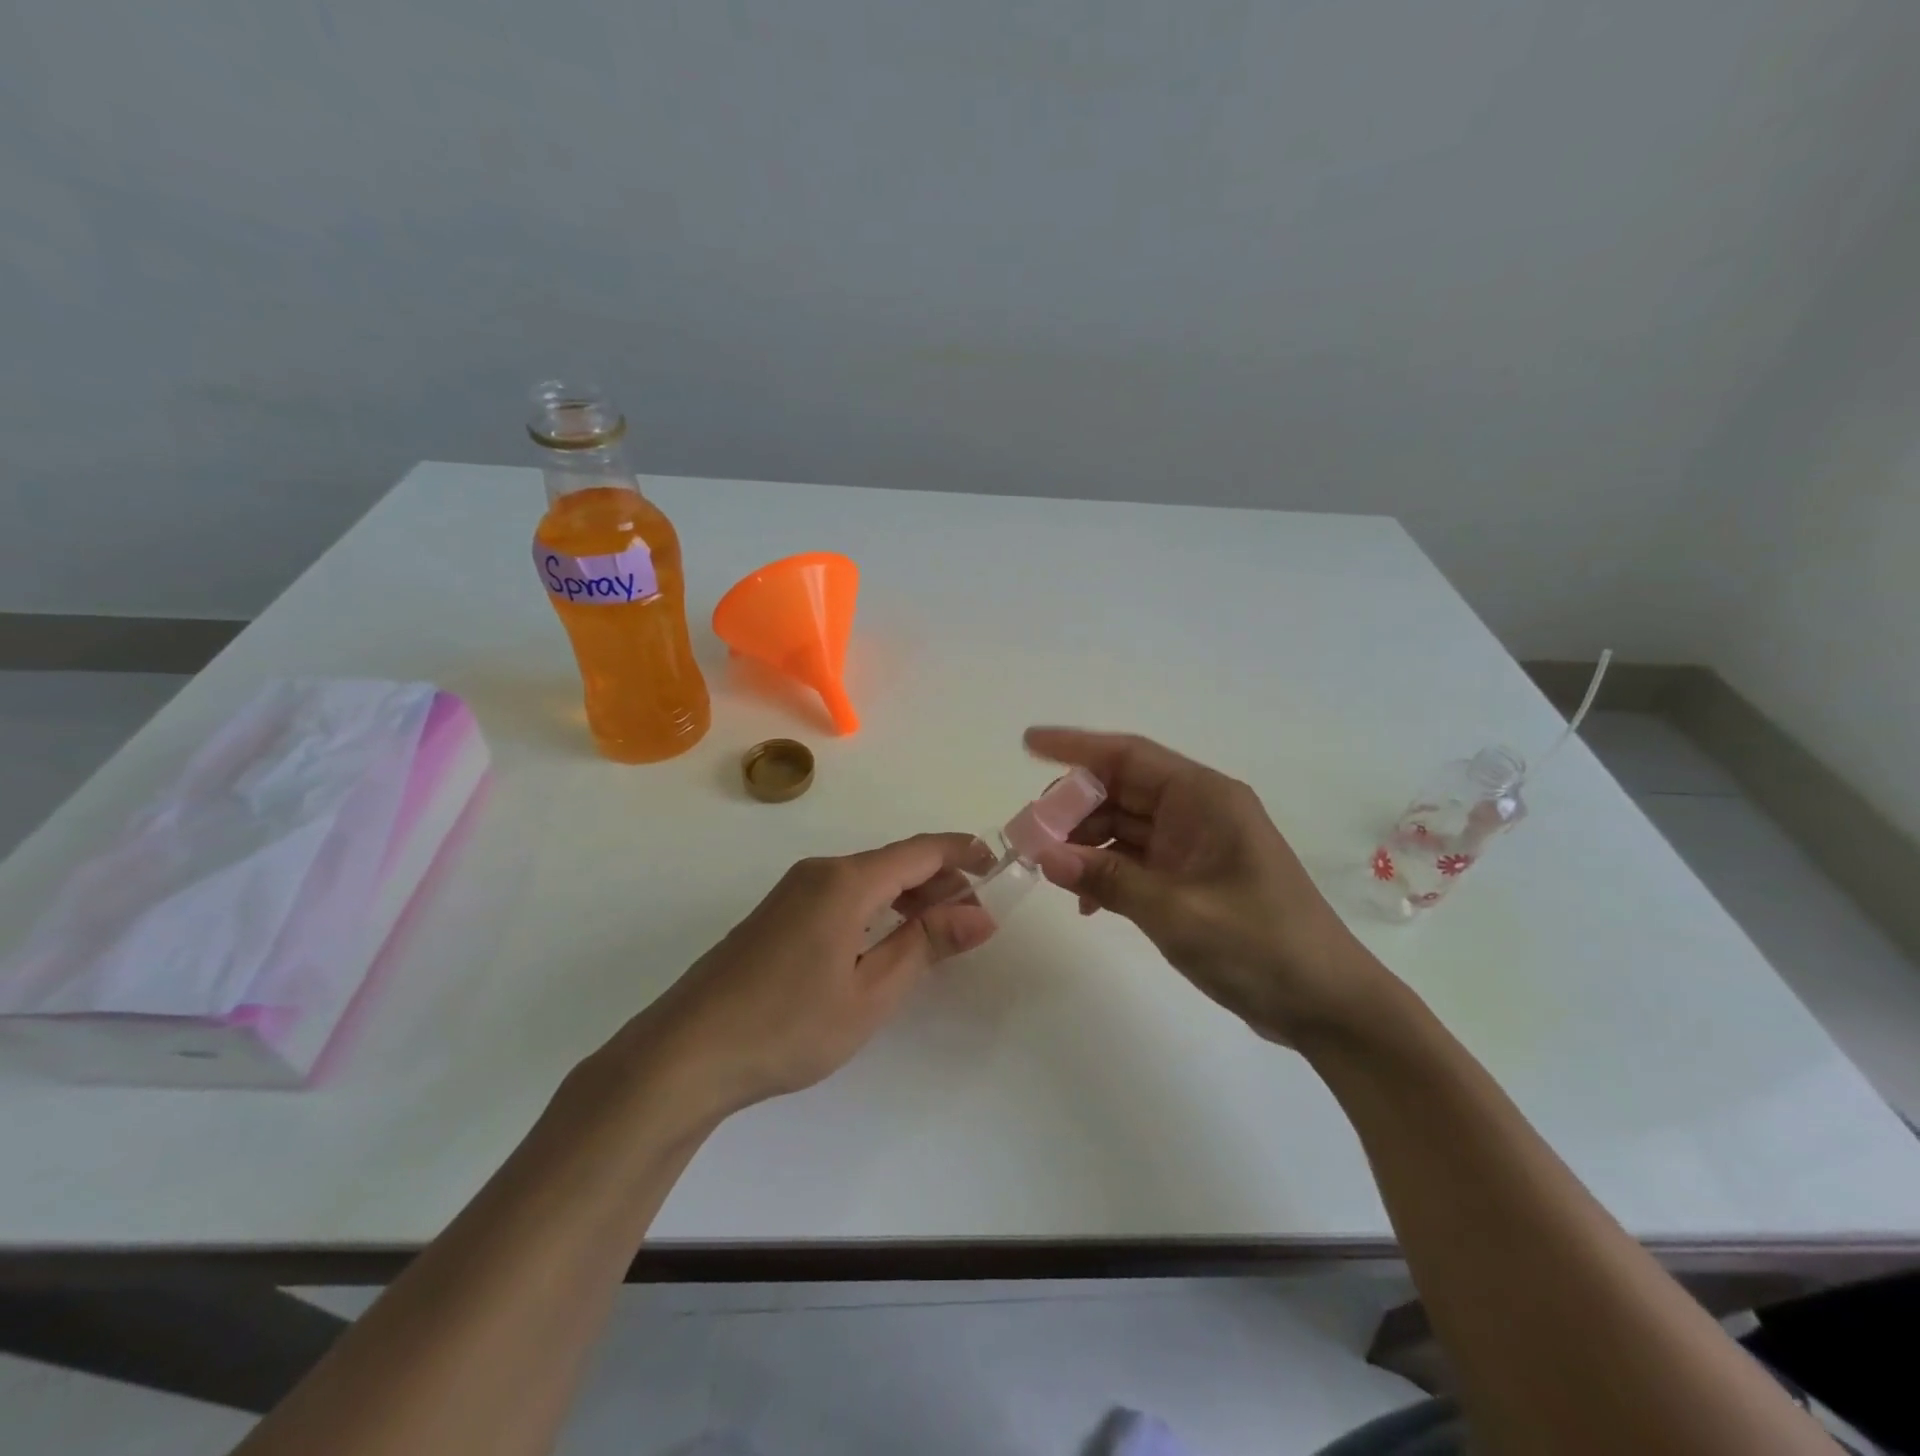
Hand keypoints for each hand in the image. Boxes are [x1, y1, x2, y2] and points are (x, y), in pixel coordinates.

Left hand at [610, 836, 997, 1120]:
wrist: (687, 1052)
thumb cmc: (789, 1024)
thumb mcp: (871, 991)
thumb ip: (926, 944)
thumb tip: (980, 914)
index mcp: (845, 881)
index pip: (919, 851)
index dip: (962, 854)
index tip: (997, 866)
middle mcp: (819, 872)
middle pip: (894, 863)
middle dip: (940, 882)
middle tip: (975, 918)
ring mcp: (793, 892)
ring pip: (867, 880)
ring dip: (908, 897)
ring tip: (940, 932)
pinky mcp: (777, 915)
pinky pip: (841, 895)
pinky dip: (876, 908)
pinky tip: (886, 940)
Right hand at [1024, 728, 1387, 1043]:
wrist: (1326, 1005)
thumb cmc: (1261, 946)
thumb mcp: (1179, 912)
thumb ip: (1109, 879)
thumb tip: (1044, 855)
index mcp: (1204, 799)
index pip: (1129, 756)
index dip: (1076, 747)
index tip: (1028, 744)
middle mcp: (1197, 811)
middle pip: (1120, 790)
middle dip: (1072, 807)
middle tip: (1028, 833)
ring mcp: (1195, 846)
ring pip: (1124, 826)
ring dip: (1085, 844)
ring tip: (1048, 869)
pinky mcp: (1192, 878)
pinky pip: (1136, 860)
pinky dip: (1107, 873)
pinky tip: (1086, 904)